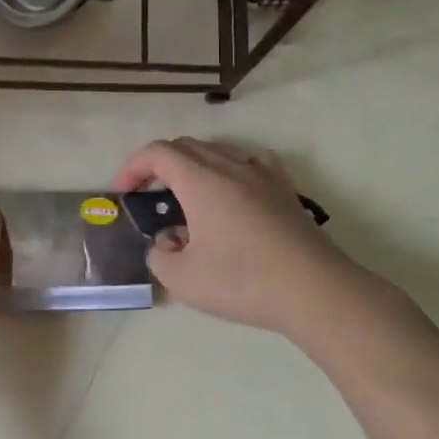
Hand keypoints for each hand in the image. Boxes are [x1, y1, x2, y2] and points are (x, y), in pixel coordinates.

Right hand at [114, 139, 386, 339]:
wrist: (315, 291)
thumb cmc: (243, 281)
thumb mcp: (183, 279)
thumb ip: (160, 257)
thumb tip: (166, 243)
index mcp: (200, 180)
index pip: (158, 153)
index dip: (133, 167)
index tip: (122, 193)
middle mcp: (229, 166)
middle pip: (185, 147)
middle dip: (158, 165)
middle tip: (147, 195)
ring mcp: (261, 175)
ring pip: (217, 152)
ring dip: (192, 167)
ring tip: (186, 197)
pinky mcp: (284, 190)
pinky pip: (250, 162)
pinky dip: (229, 168)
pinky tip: (232, 189)